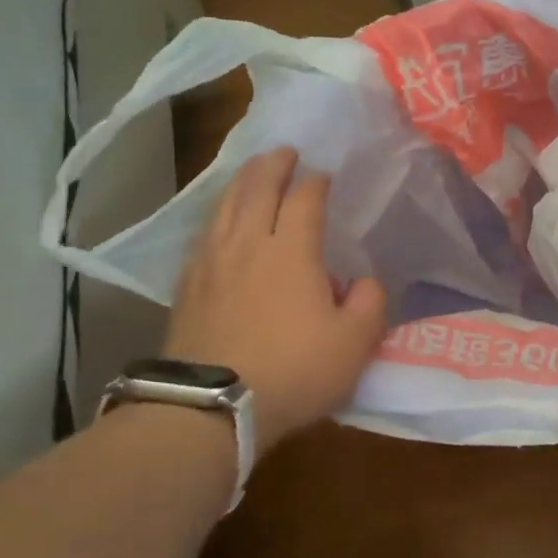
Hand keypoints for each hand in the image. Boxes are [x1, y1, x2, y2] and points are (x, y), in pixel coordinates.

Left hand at [165, 148, 387, 451]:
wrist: (213, 406)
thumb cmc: (294, 370)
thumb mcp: (355, 343)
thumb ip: (370, 303)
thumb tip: (363, 281)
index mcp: (292, 251)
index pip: (304, 200)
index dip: (316, 182)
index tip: (324, 173)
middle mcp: (248, 245)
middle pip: (257, 190)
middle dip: (273, 166)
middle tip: (283, 151)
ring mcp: (211, 263)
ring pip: (225, 208)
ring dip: (241, 183)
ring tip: (251, 172)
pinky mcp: (187, 287)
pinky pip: (203, 236)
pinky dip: (216, 217)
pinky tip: (218, 223)